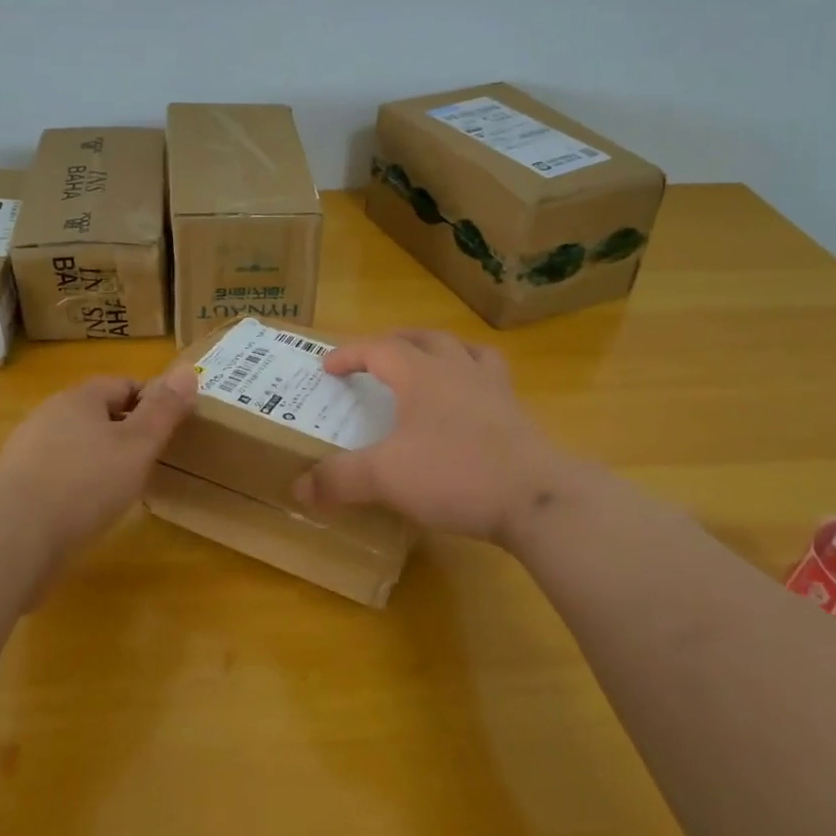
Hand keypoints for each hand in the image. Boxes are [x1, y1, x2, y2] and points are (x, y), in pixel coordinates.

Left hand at [0, 369, 196, 560]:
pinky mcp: (15, 486)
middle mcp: (48, 415)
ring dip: (99, 460)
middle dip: (125, 432)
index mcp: (79, 398)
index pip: (123, 384)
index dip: (151, 402)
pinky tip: (86, 512)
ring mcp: (27, 451)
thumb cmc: (85, 483)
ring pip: (76, 445)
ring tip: (122, 490)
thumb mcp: (138, 445)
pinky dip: (76, 486)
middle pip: (97, 414)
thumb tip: (187, 370)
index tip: (169, 430)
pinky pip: (56, 475)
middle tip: (150, 461)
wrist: (12, 538)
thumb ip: (164, 410)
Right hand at [293, 329, 576, 545]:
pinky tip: (470, 397)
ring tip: (426, 363)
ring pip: (462, 349)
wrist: (536, 497)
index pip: (378, 349)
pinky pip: (491, 376)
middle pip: (422, 338)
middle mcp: (457, 369)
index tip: (327, 367)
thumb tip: (299, 487)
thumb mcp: (386, 478)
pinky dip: (472, 375)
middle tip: (374, 358)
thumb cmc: (456, 474)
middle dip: (393, 343)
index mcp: (421, 374)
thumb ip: (340, 479)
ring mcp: (493, 387)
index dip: (349, 354)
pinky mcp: (517, 412)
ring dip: (437, 349)